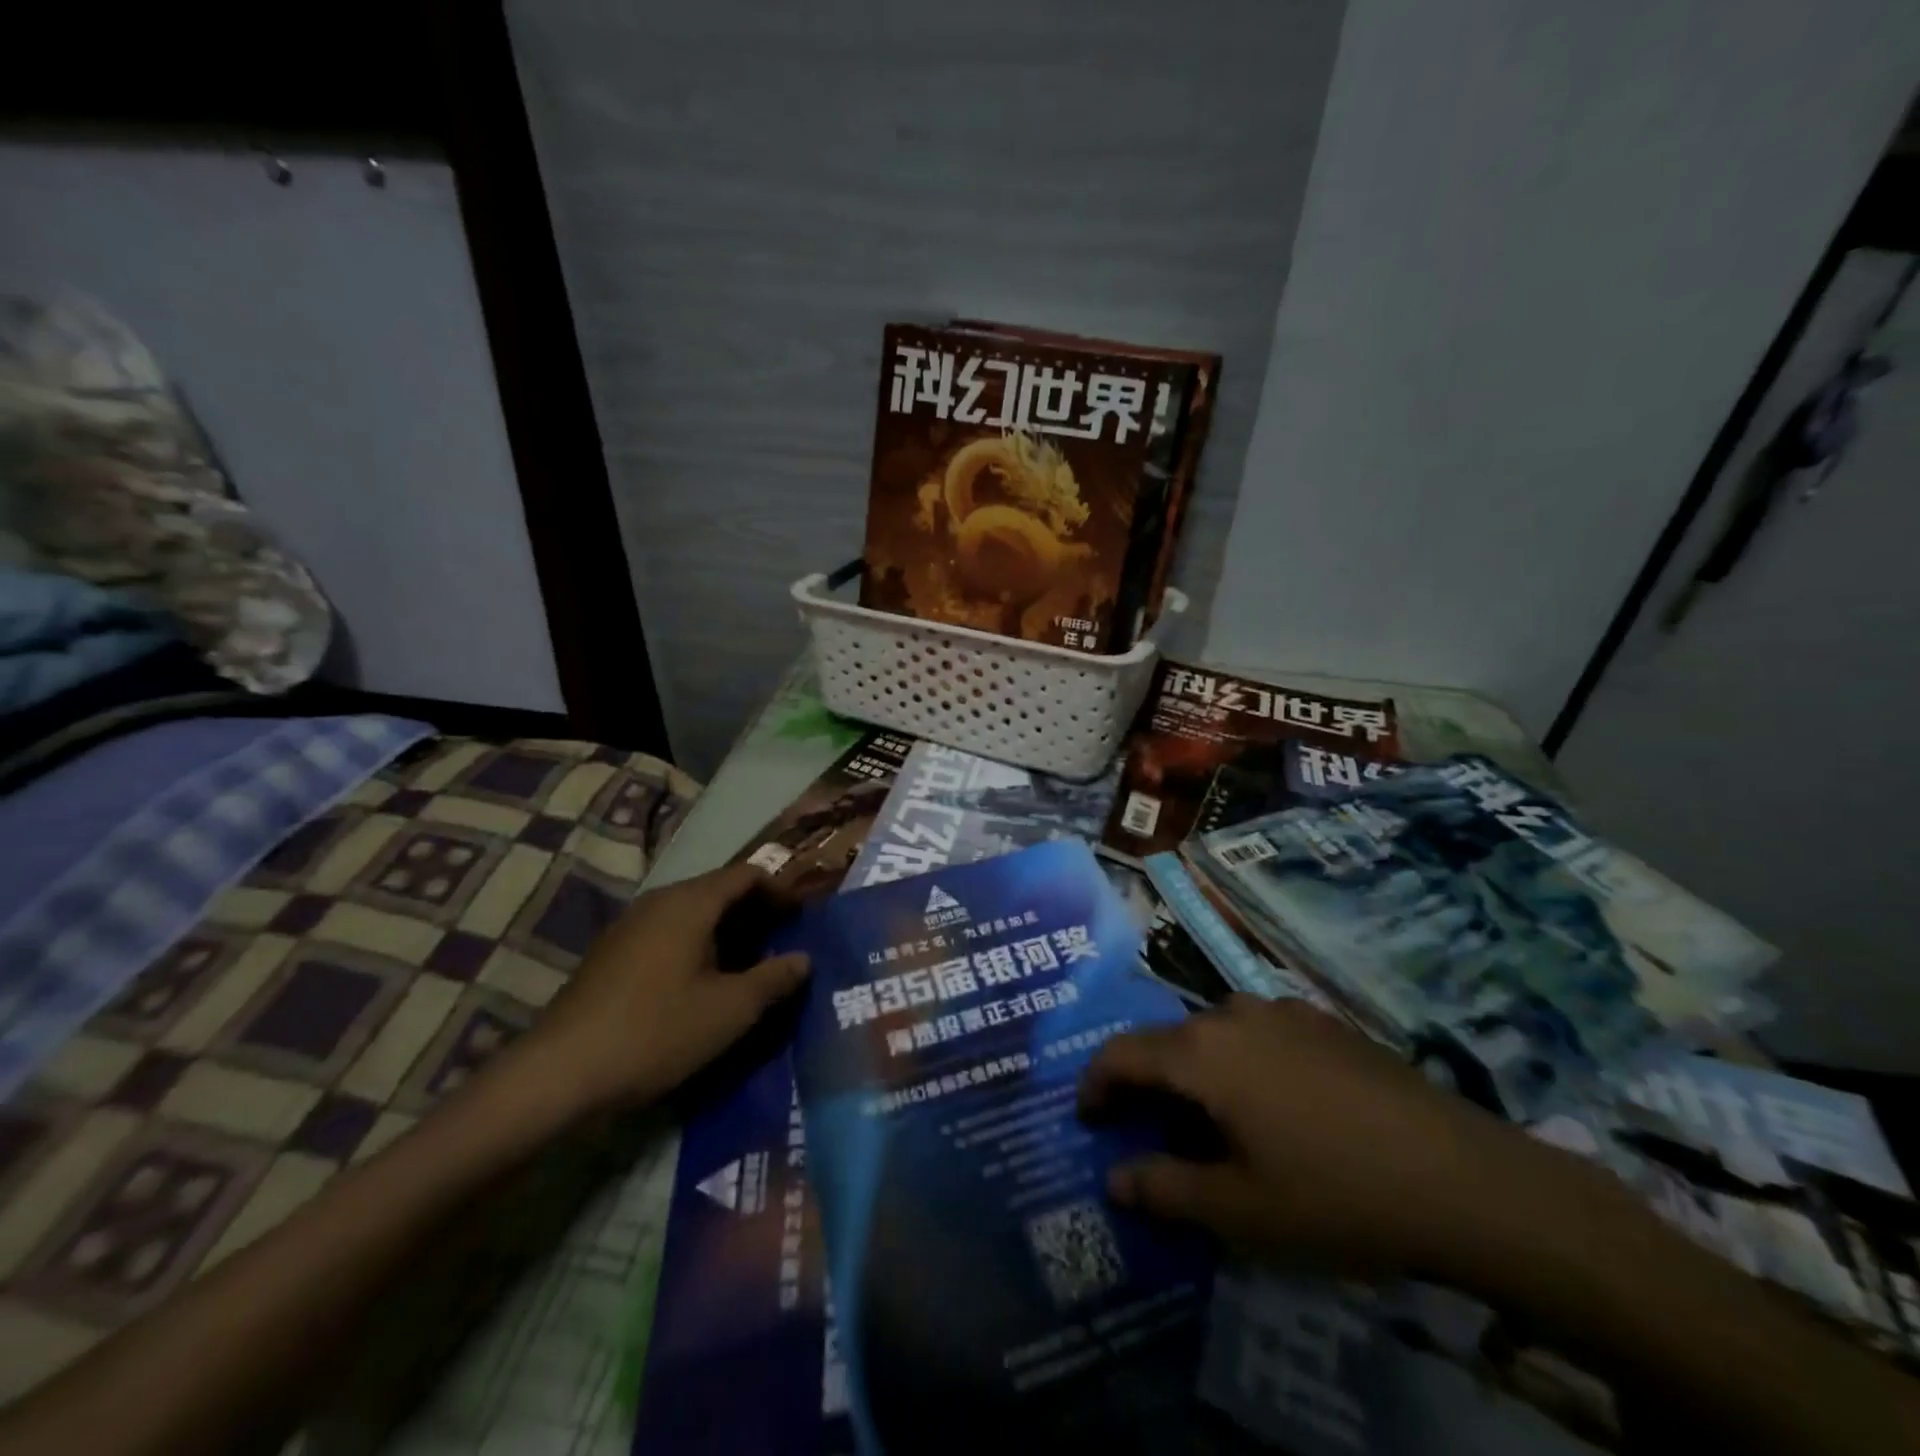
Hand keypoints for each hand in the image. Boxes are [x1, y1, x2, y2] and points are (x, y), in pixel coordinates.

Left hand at [510, 863, 808, 1119]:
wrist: (559, 1073)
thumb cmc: (656, 1031)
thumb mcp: (730, 1011)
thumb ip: (774, 979)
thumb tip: (804, 959)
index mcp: (690, 902)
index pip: (747, 874)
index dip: (781, 891)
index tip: (803, 918)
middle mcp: (659, 901)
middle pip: (719, 890)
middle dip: (756, 912)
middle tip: (783, 944)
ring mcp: (630, 925)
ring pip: (692, 913)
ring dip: (727, 931)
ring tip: (749, 967)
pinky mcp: (612, 953)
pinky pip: (668, 932)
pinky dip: (697, 944)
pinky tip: (702, 983)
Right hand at [1080, 996, 1543, 1278]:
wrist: (1466, 1179)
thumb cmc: (1335, 1196)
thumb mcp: (1239, 1211)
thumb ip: (1165, 1189)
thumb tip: (1113, 1178)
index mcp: (1201, 1052)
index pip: (1121, 1053)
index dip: (1095, 1084)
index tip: (1088, 1120)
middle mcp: (1232, 1013)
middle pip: (1168, 1042)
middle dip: (1148, 1085)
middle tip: (1150, 1134)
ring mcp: (1283, 1011)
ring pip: (1216, 1035)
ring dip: (1197, 1073)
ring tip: (1213, 1124)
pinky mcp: (1325, 1022)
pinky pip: (1260, 1035)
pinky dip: (1242, 1064)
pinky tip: (1276, 1109)